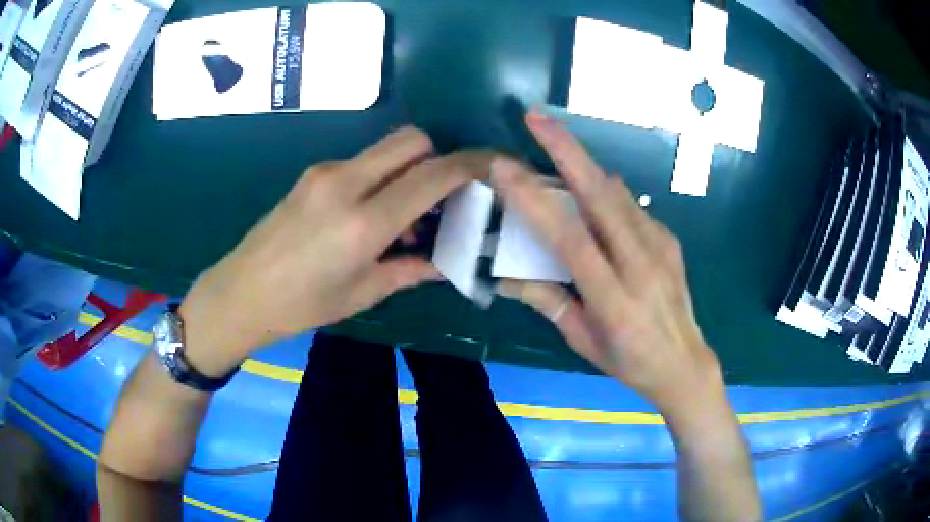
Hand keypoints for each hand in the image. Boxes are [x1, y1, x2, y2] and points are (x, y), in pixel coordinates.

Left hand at [179, 127, 489, 374]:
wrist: (240, 293)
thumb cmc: (301, 306)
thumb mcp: (362, 293)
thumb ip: (410, 269)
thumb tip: (448, 262)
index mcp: (363, 222)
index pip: (432, 176)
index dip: (470, 166)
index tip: (494, 167)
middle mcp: (346, 183)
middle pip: (411, 140)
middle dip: (438, 158)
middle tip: (442, 198)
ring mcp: (325, 172)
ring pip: (386, 149)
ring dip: (408, 170)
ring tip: (405, 218)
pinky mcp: (312, 174)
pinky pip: (362, 163)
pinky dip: (381, 178)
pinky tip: (371, 214)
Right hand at [493, 113, 722, 414]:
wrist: (685, 364)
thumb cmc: (629, 361)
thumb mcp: (583, 341)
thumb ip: (548, 302)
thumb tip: (505, 276)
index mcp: (614, 299)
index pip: (572, 240)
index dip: (536, 201)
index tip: (505, 168)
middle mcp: (641, 264)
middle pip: (602, 197)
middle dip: (567, 149)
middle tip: (536, 117)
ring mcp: (661, 248)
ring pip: (617, 193)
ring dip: (583, 163)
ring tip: (554, 142)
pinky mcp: (670, 240)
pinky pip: (632, 206)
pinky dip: (605, 191)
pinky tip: (590, 194)